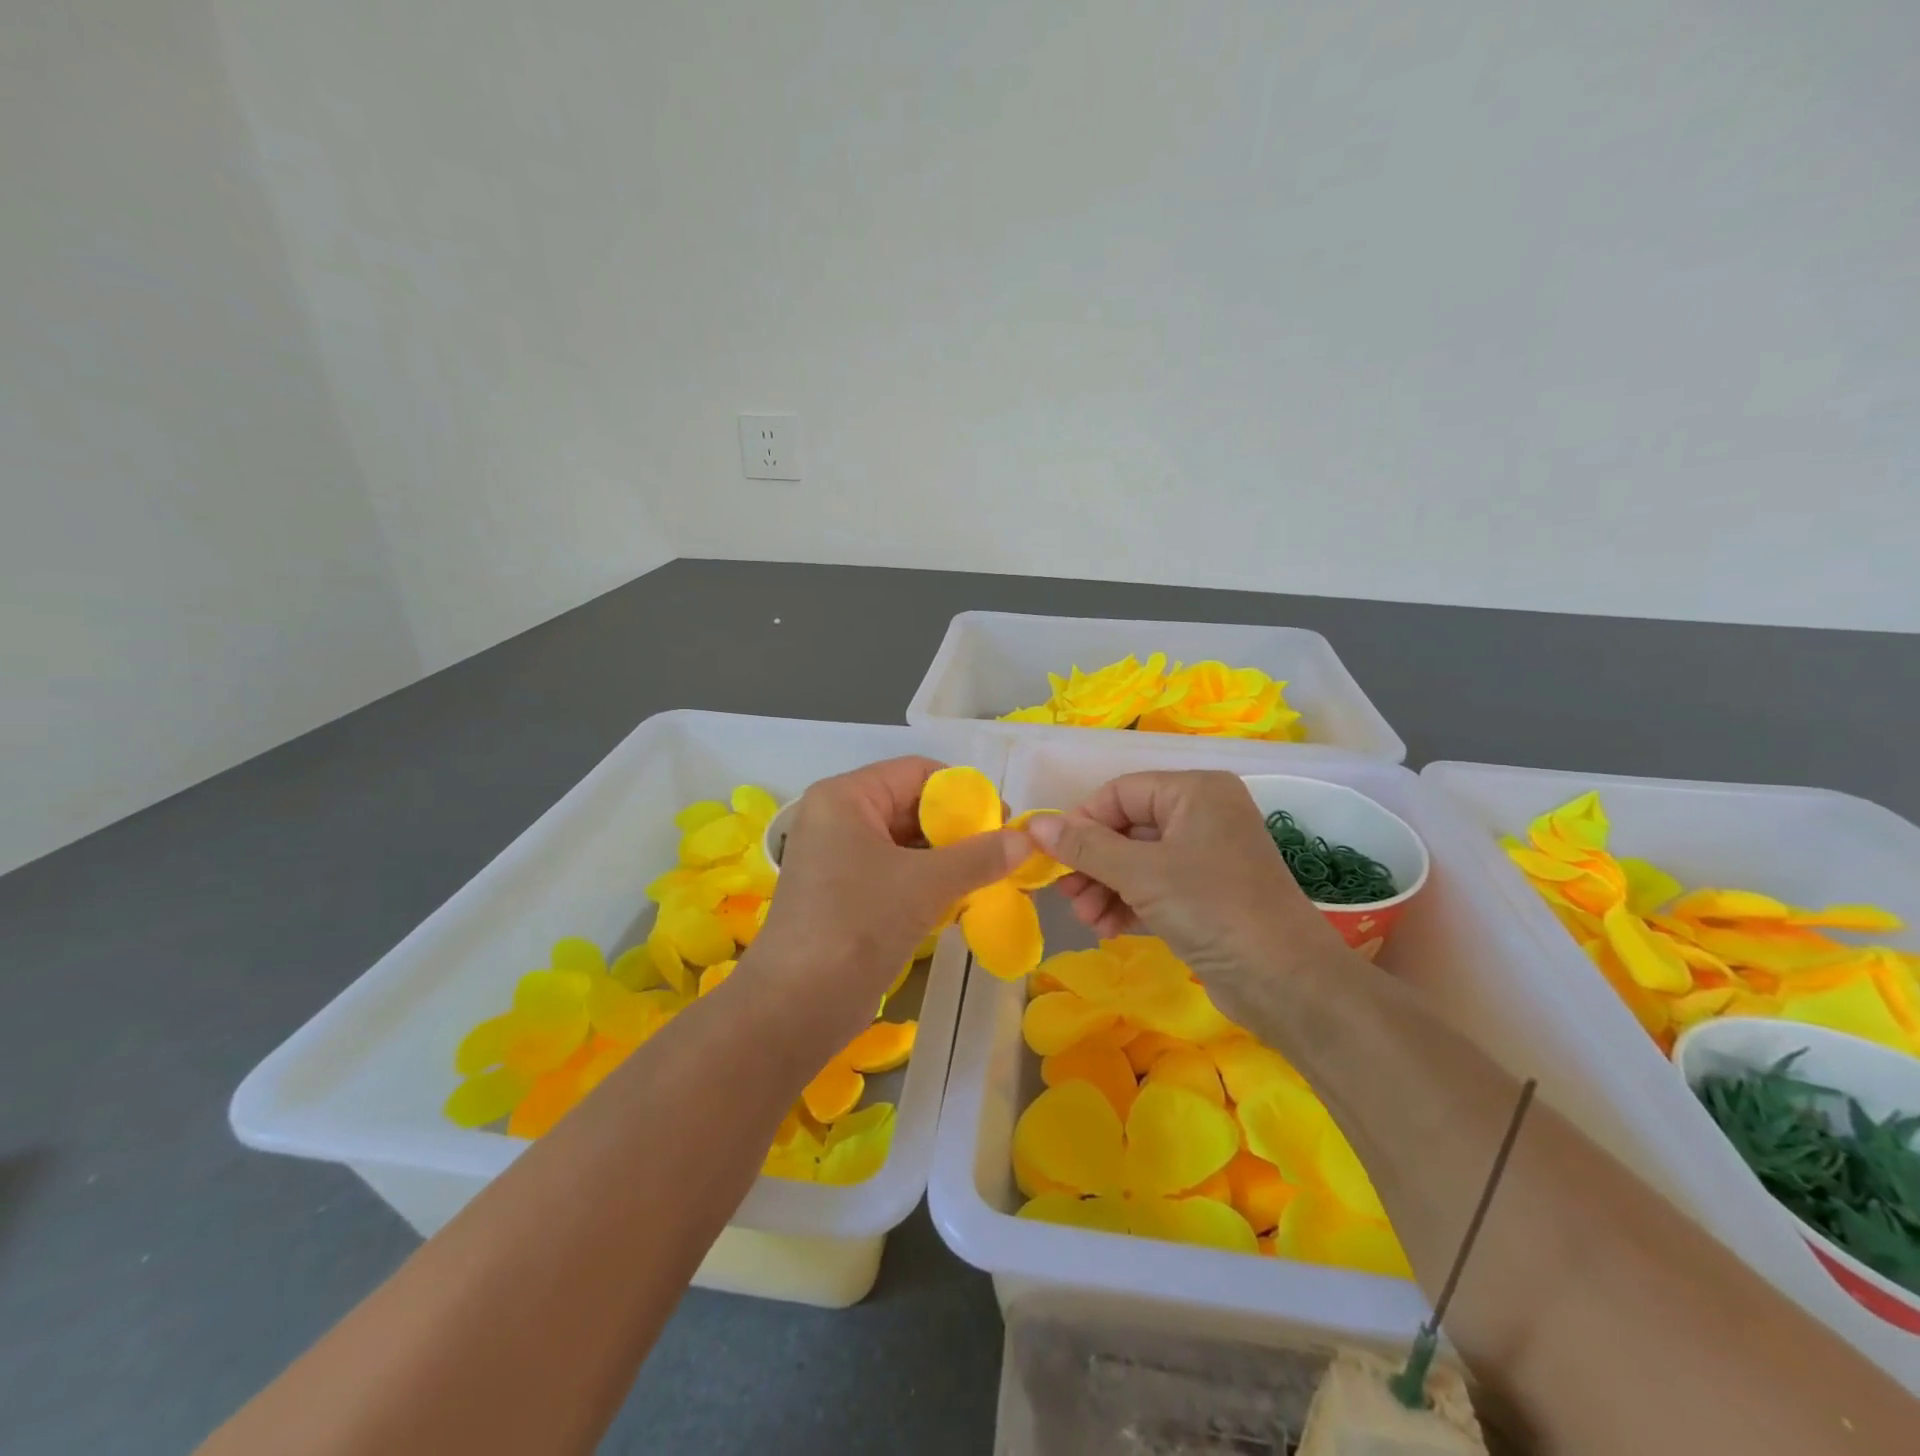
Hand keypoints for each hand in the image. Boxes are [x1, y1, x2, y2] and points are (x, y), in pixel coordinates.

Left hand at [749, 757, 1028, 1040]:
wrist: (796, 1006)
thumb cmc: (858, 924)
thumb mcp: (925, 884)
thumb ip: (979, 857)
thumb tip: (1026, 841)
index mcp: (847, 797)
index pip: (917, 772)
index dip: (964, 792)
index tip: (1003, 822)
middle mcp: (839, 819)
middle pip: (912, 806)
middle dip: (959, 829)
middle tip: (1003, 853)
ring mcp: (839, 859)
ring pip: (907, 843)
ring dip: (948, 858)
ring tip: (991, 876)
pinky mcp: (845, 895)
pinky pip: (896, 873)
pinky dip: (929, 881)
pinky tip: (962, 899)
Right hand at [1026, 770, 1350, 990]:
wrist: (1287, 983)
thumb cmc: (1212, 909)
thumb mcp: (1140, 874)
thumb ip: (1085, 846)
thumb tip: (1035, 824)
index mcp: (1194, 791)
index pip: (1120, 792)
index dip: (1082, 822)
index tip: (1054, 858)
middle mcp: (1202, 814)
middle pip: (1127, 827)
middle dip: (1093, 863)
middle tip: (1068, 895)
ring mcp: (1206, 855)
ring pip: (1137, 860)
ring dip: (1105, 887)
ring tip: (1088, 919)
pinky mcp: (1207, 894)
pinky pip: (1155, 886)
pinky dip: (1129, 903)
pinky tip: (1108, 928)